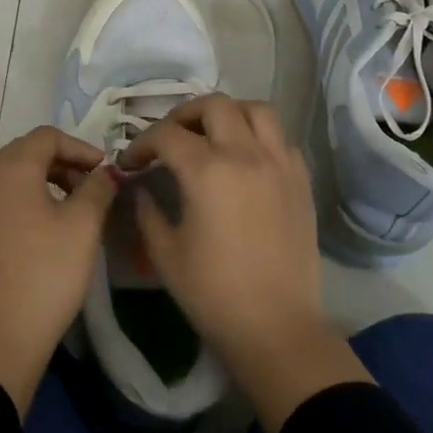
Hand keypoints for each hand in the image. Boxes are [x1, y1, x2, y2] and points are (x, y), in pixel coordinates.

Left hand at [0, 126, 116, 415]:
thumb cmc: (46, 274)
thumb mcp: (83, 227)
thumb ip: (98, 189)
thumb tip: (107, 171)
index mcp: (11, 171)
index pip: (46, 136)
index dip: (80, 146)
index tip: (105, 170)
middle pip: (25, 154)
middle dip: (62, 162)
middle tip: (92, 186)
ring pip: (10, 180)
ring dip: (44, 183)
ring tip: (73, 209)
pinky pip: (0, 205)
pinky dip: (25, 204)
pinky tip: (45, 234)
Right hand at [122, 95, 371, 432]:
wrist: (276, 327)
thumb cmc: (213, 293)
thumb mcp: (164, 252)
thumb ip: (146, 210)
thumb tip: (140, 186)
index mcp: (208, 171)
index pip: (166, 134)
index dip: (141, 143)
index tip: (130, 163)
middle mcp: (246, 154)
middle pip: (214, 105)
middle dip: (183, 115)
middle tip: (169, 139)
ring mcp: (280, 164)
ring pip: (256, 110)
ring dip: (228, 114)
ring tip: (211, 135)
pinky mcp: (301, 181)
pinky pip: (281, 139)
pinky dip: (259, 136)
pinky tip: (245, 160)